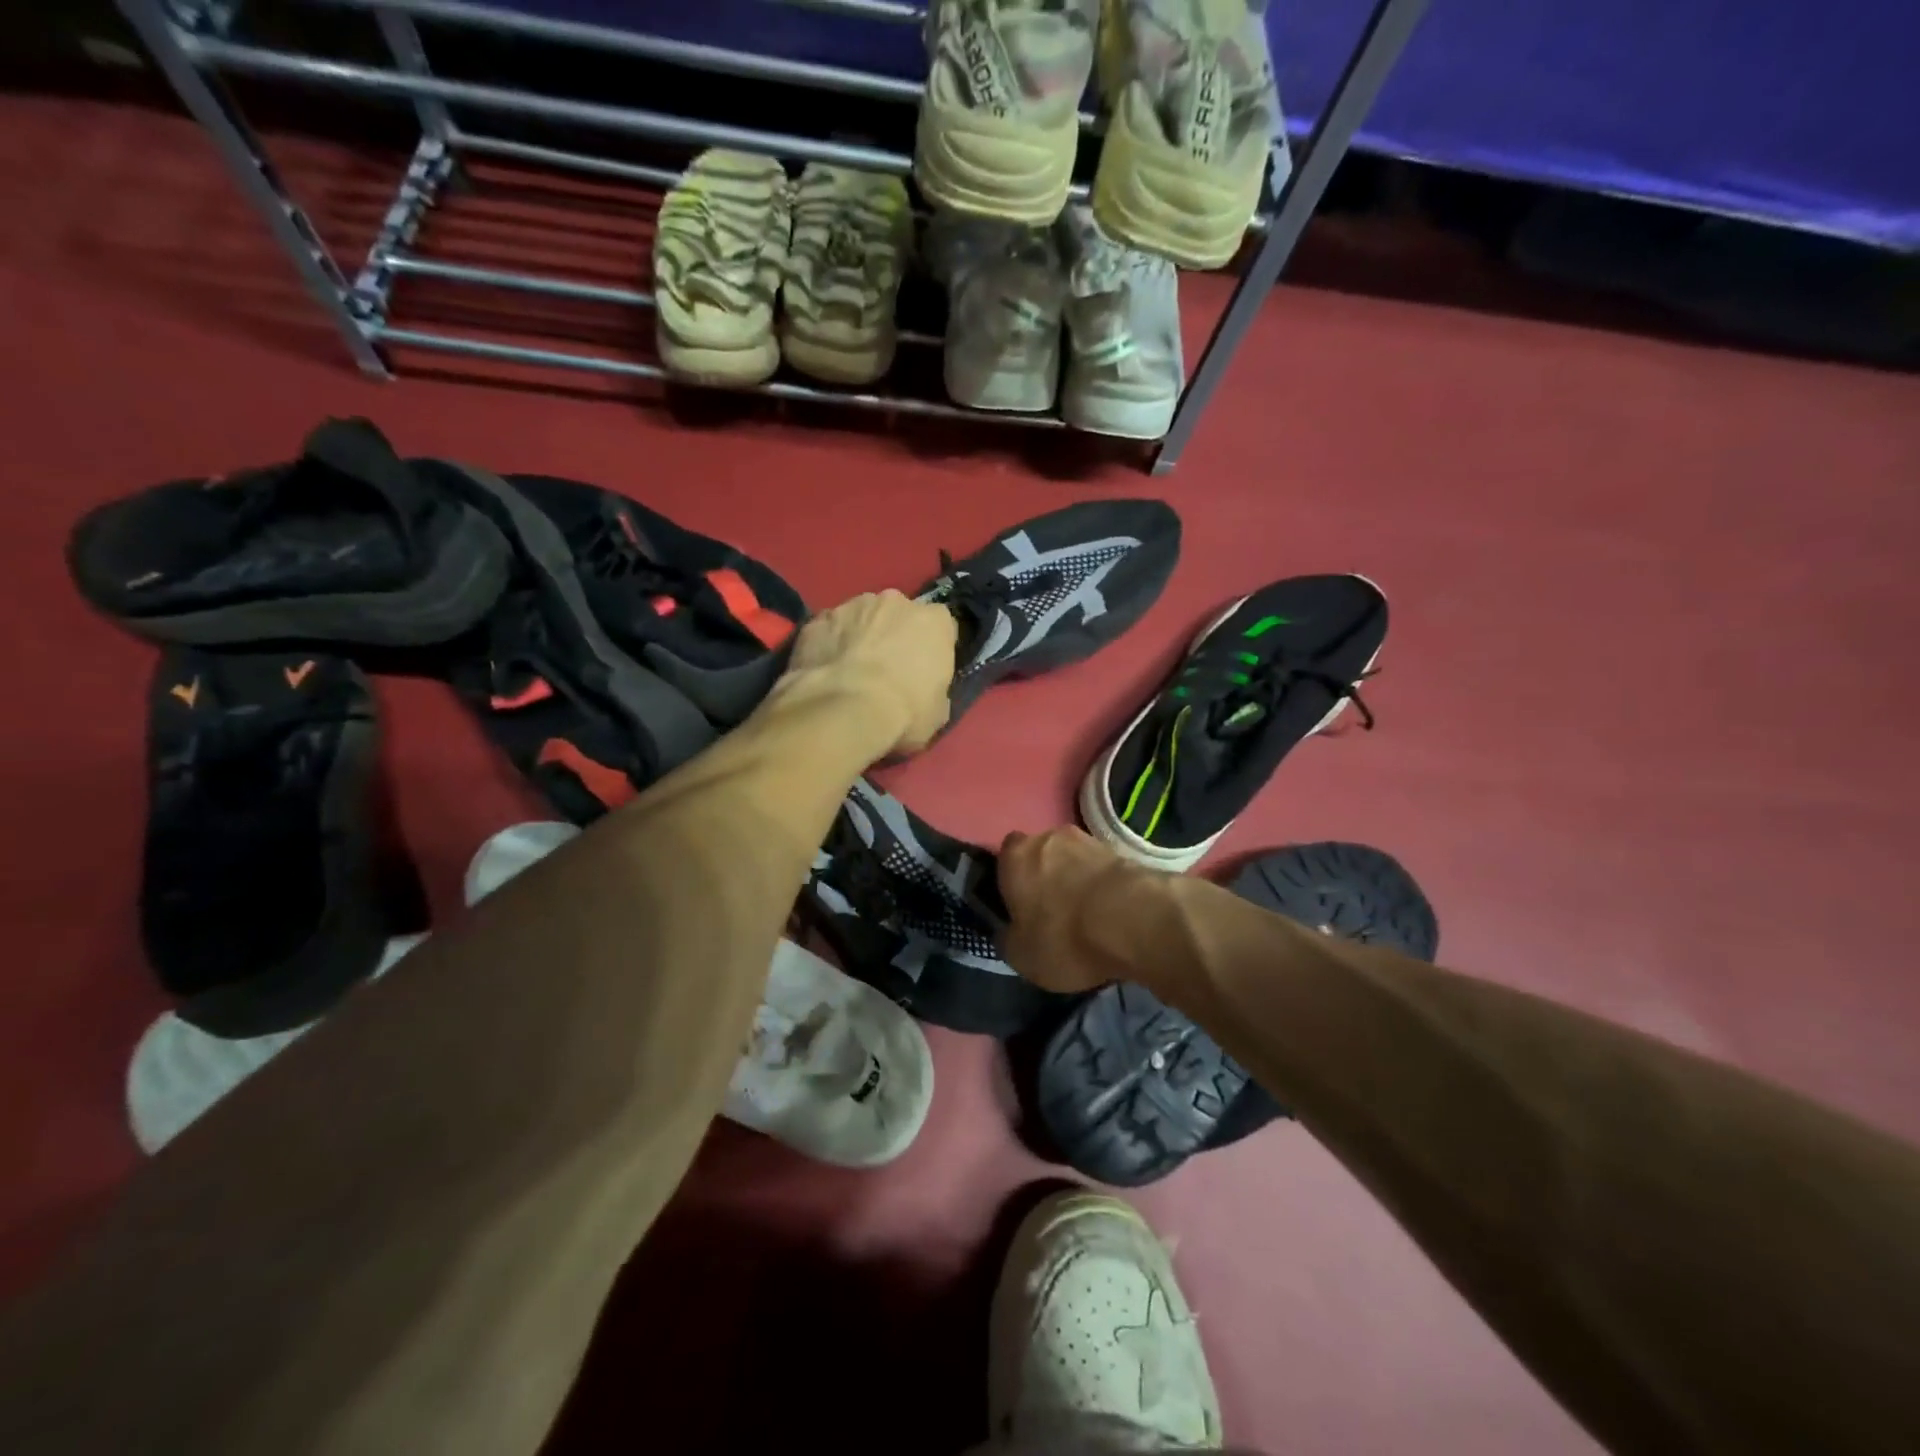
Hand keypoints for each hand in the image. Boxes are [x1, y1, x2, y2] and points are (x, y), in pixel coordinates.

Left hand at [782, 590, 955, 756]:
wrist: (843, 711)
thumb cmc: (903, 713)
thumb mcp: (937, 712)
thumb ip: (934, 689)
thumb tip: (924, 691)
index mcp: (934, 621)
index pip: (940, 626)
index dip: (931, 648)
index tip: (923, 670)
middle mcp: (895, 602)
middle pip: (897, 614)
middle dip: (893, 635)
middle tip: (884, 670)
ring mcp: (851, 605)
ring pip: (860, 618)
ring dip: (858, 637)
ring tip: (849, 673)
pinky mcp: (817, 619)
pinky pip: (827, 630)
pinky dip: (827, 645)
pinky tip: (823, 672)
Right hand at [998, 826, 1158, 994]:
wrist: (1134, 920)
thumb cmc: (1064, 936)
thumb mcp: (1021, 956)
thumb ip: (1008, 939)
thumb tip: (1008, 932)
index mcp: (1014, 856)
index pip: (1004, 859)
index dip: (1011, 882)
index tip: (1019, 907)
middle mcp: (1048, 837)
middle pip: (1041, 855)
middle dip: (1046, 878)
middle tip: (1053, 912)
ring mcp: (1088, 840)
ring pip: (1073, 860)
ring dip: (1076, 881)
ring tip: (1087, 917)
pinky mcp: (1122, 851)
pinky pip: (1101, 870)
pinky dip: (1103, 888)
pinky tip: (1110, 914)